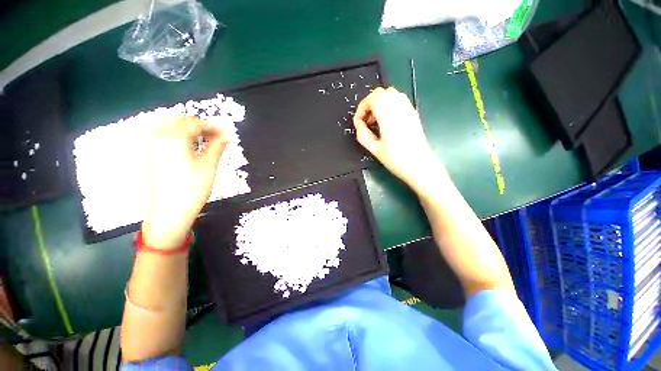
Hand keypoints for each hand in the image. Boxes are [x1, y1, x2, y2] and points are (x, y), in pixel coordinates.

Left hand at [142, 116, 227, 249]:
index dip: (211, 126)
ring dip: (185, 129)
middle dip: (197, 124)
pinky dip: (176, 136)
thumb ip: (217, 147)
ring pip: (168, 126)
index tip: (224, 132)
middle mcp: (160, 138)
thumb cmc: (192, 188)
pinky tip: (187, 147)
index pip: (194, 124)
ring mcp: (153, 147)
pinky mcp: (151, 156)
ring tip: (201, 140)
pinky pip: (162, 136)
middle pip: (178, 120)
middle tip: (213, 135)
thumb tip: (226, 136)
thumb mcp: (209, 166)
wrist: (170, 210)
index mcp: (175, 139)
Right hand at [353, 87, 439, 187]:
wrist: (420, 165)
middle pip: (380, 93)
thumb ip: (362, 134)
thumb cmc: (397, 159)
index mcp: (388, 115)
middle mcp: (399, 107)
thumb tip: (358, 124)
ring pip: (390, 94)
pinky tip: (387, 121)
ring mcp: (408, 108)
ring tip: (376, 121)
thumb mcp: (374, 149)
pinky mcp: (413, 113)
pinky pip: (398, 100)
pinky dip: (388, 105)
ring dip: (379, 103)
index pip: (372, 98)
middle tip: (366, 121)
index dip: (361, 108)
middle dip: (369, 104)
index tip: (358, 122)